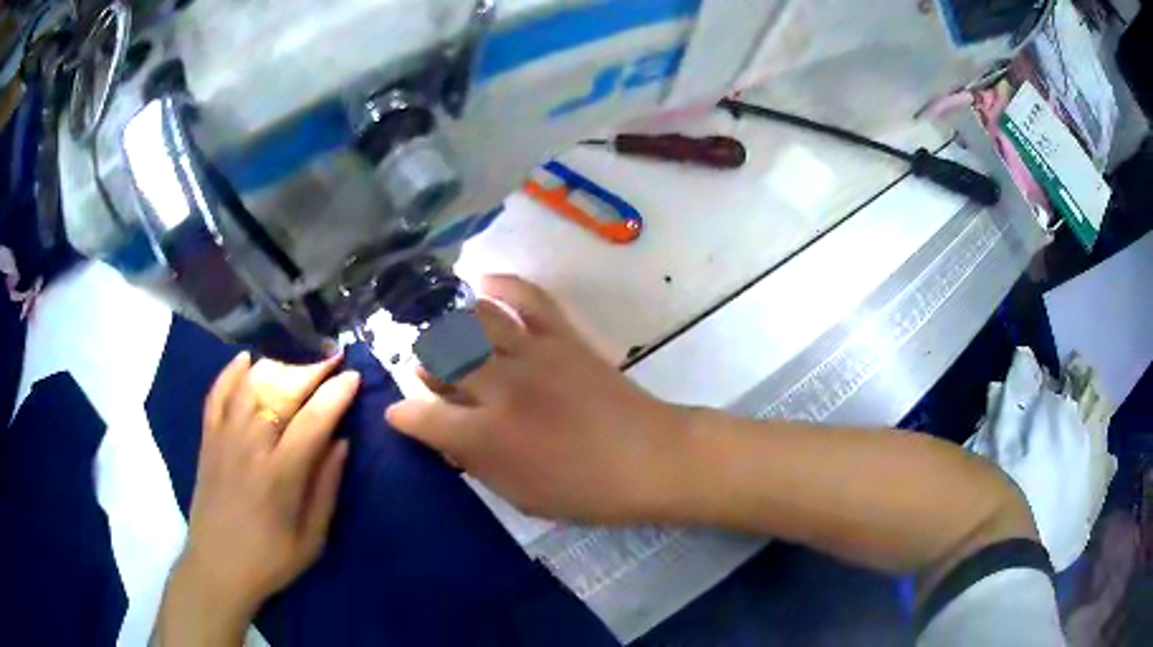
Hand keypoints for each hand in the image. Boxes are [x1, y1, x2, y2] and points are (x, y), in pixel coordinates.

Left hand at [157, 352, 359, 643]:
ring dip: (278, 366)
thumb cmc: (271, 559)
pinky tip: (247, 359)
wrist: (217, 567)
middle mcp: (249, 447)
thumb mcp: (312, 538)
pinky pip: (217, 393)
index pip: (313, 421)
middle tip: (332, 358)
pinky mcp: (207, 438)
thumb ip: (326, 488)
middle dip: (311, 370)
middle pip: (281, 392)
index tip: (353, 376)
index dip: (335, 394)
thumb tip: (342, 442)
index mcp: (280, 475)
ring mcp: (224, 438)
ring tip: (299, 360)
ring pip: (250, 385)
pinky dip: (231, 372)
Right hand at [386, 276, 686, 524]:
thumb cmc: (585, 491)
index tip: (399, 415)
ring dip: (452, 324)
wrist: (650, 458)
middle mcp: (501, 388)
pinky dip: (501, 284)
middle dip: (425, 364)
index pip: (422, 418)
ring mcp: (532, 355)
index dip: (403, 416)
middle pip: (441, 357)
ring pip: (475, 321)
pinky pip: (526, 297)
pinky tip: (482, 284)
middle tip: (429, 372)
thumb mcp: (520, 495)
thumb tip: (445, 437)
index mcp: (488, 437)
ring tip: (447, 332)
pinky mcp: (562, 336)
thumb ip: (476, 463)